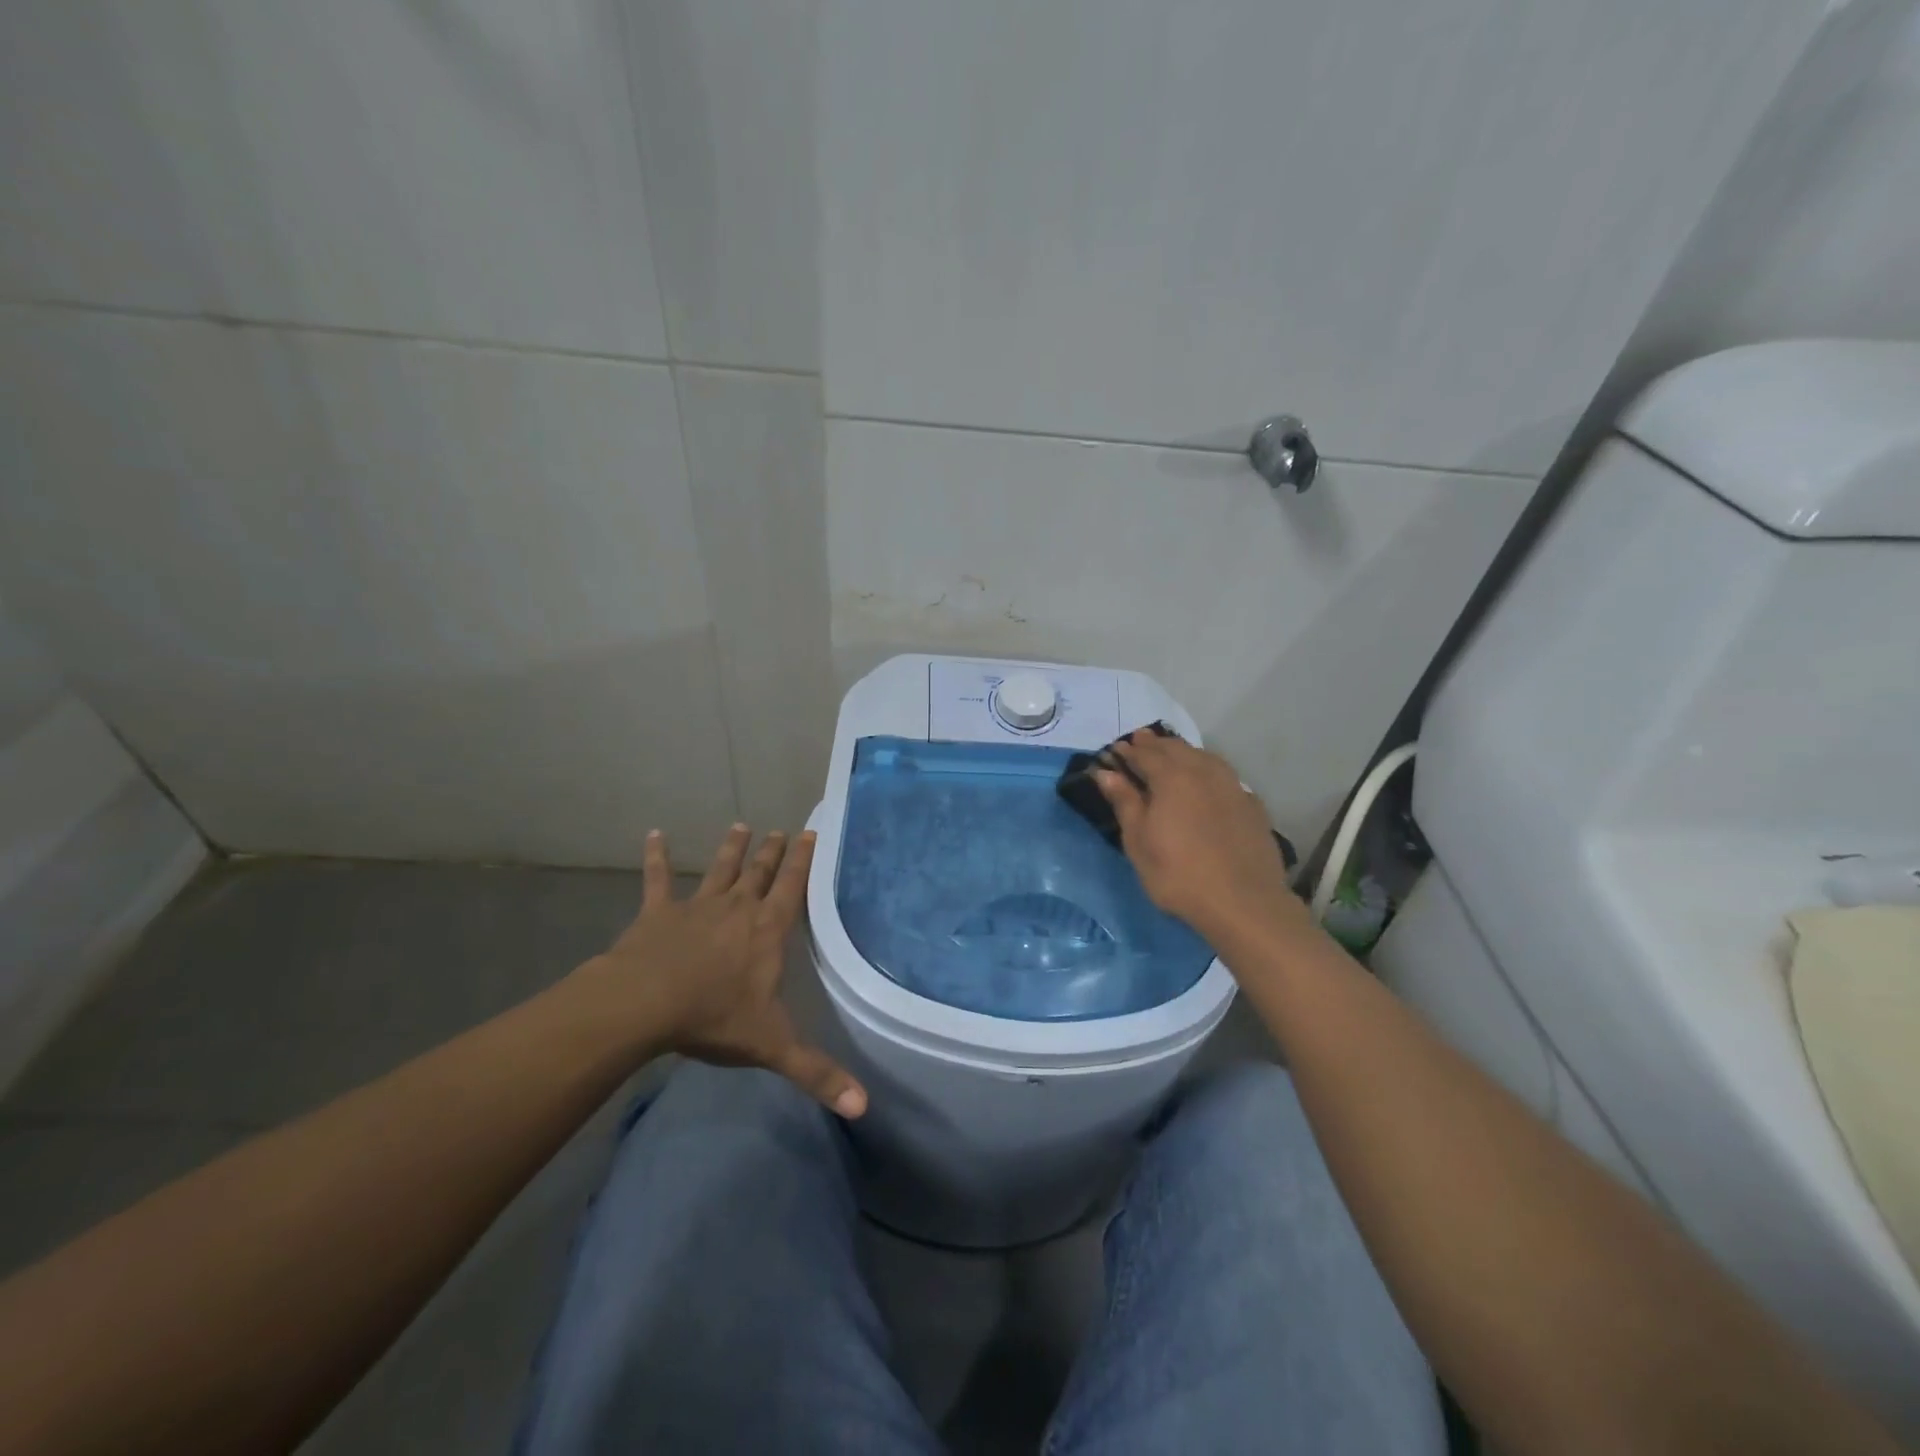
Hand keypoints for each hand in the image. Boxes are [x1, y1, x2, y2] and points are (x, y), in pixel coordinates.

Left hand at [575, 824, 867, 1118]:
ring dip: (731, 848)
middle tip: (780, 830)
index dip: (803, 860)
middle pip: (759, 873)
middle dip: (772, 852)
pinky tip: (653, 834)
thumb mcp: (772, 1046)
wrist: (645, 1004)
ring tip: (741, 826)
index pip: (792, 888)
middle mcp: (737, 908)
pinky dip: (655, 856)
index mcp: (767, 930)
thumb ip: (816, 1073)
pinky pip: (656, 878)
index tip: (810, 832)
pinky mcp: (658, 912)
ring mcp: (696, 906)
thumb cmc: (714, 1017)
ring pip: (719, 869)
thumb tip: (863, 1107)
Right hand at [1093, 734, 1300, 941]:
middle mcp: (1204, 772)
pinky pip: (1225, 776)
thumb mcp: (1139, 842)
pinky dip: (1208, 771)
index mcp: (1172, 777)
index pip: (1145, 754)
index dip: (1128, 751)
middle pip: (1176, 749)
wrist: (1243, 903)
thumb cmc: (1178, 874)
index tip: (1115, 750)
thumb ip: (1125, 802)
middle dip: (1155, 744)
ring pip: (1204, 757)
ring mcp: (1233, 786)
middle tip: (1140, 742)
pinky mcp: (1252, 805)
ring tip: (1172, 755)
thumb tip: (1106, 773)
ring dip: (1184, 752)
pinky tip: (1207, 782)